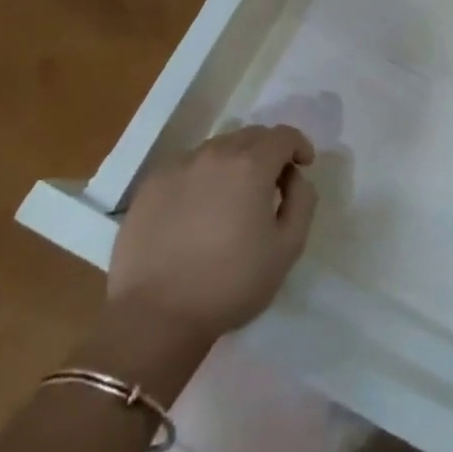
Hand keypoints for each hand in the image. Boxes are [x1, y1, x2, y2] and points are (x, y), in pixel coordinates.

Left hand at [105, 125, 317, 339]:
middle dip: (267, 152)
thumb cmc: (230, 283)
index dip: (298, 146)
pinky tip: (198, 209)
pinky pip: (186, 167)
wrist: (155, 316)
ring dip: (234, 163)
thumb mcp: (288, 248)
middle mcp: (214, 154)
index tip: (302, 167)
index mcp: (250, 165)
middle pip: (250, 136)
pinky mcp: (150, 186)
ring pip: (217, 149)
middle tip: (270, 185)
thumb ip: (302, 201)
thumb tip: (294, 178)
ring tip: (232, 198)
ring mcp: (177, 167)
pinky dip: (202, 177)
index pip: (283, 135)